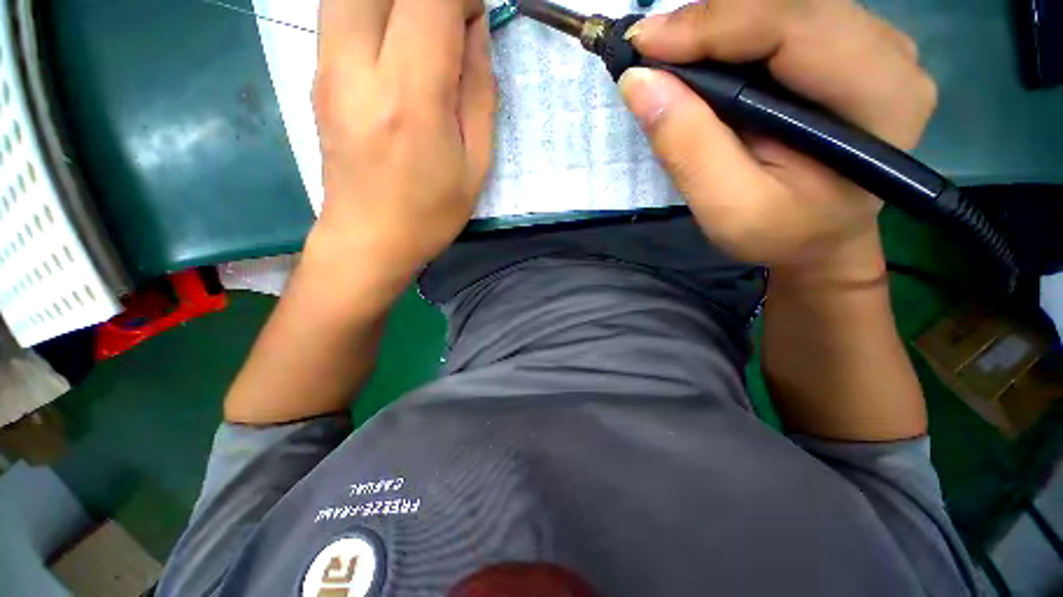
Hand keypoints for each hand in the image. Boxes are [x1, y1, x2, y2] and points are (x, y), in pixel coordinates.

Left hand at [309, 0, 496, 290]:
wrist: (369, 239)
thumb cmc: (431, 212)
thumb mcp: (476, 163)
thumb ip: (480, 90)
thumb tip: (475, 30)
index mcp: (411, 97)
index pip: (429, 0)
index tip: (474, 19)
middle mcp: (359, 67)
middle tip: (446, 23)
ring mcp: (327, 67)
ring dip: (393, 2)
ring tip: (421, 35)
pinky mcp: (316, 74)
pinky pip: (339, 12)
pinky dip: (373, 10)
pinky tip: (396, 45)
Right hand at [620, 0, 936, 278]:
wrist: (819, 240)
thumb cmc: (781, 234)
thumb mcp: (729, 209)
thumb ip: (689, 148)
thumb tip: (640, 83)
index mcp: (879, 96)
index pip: (793, 24)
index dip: (712, 24)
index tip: (644, 45)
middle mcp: (887, 53)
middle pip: (787, 2)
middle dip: (709, 21)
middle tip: (651, 53)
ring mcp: (870, 44)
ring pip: (782, 3)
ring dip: (717, 24)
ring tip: (671, 58)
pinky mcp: (845, 48)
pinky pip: (782, 17)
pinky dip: (731, 31)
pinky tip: (704, 58)